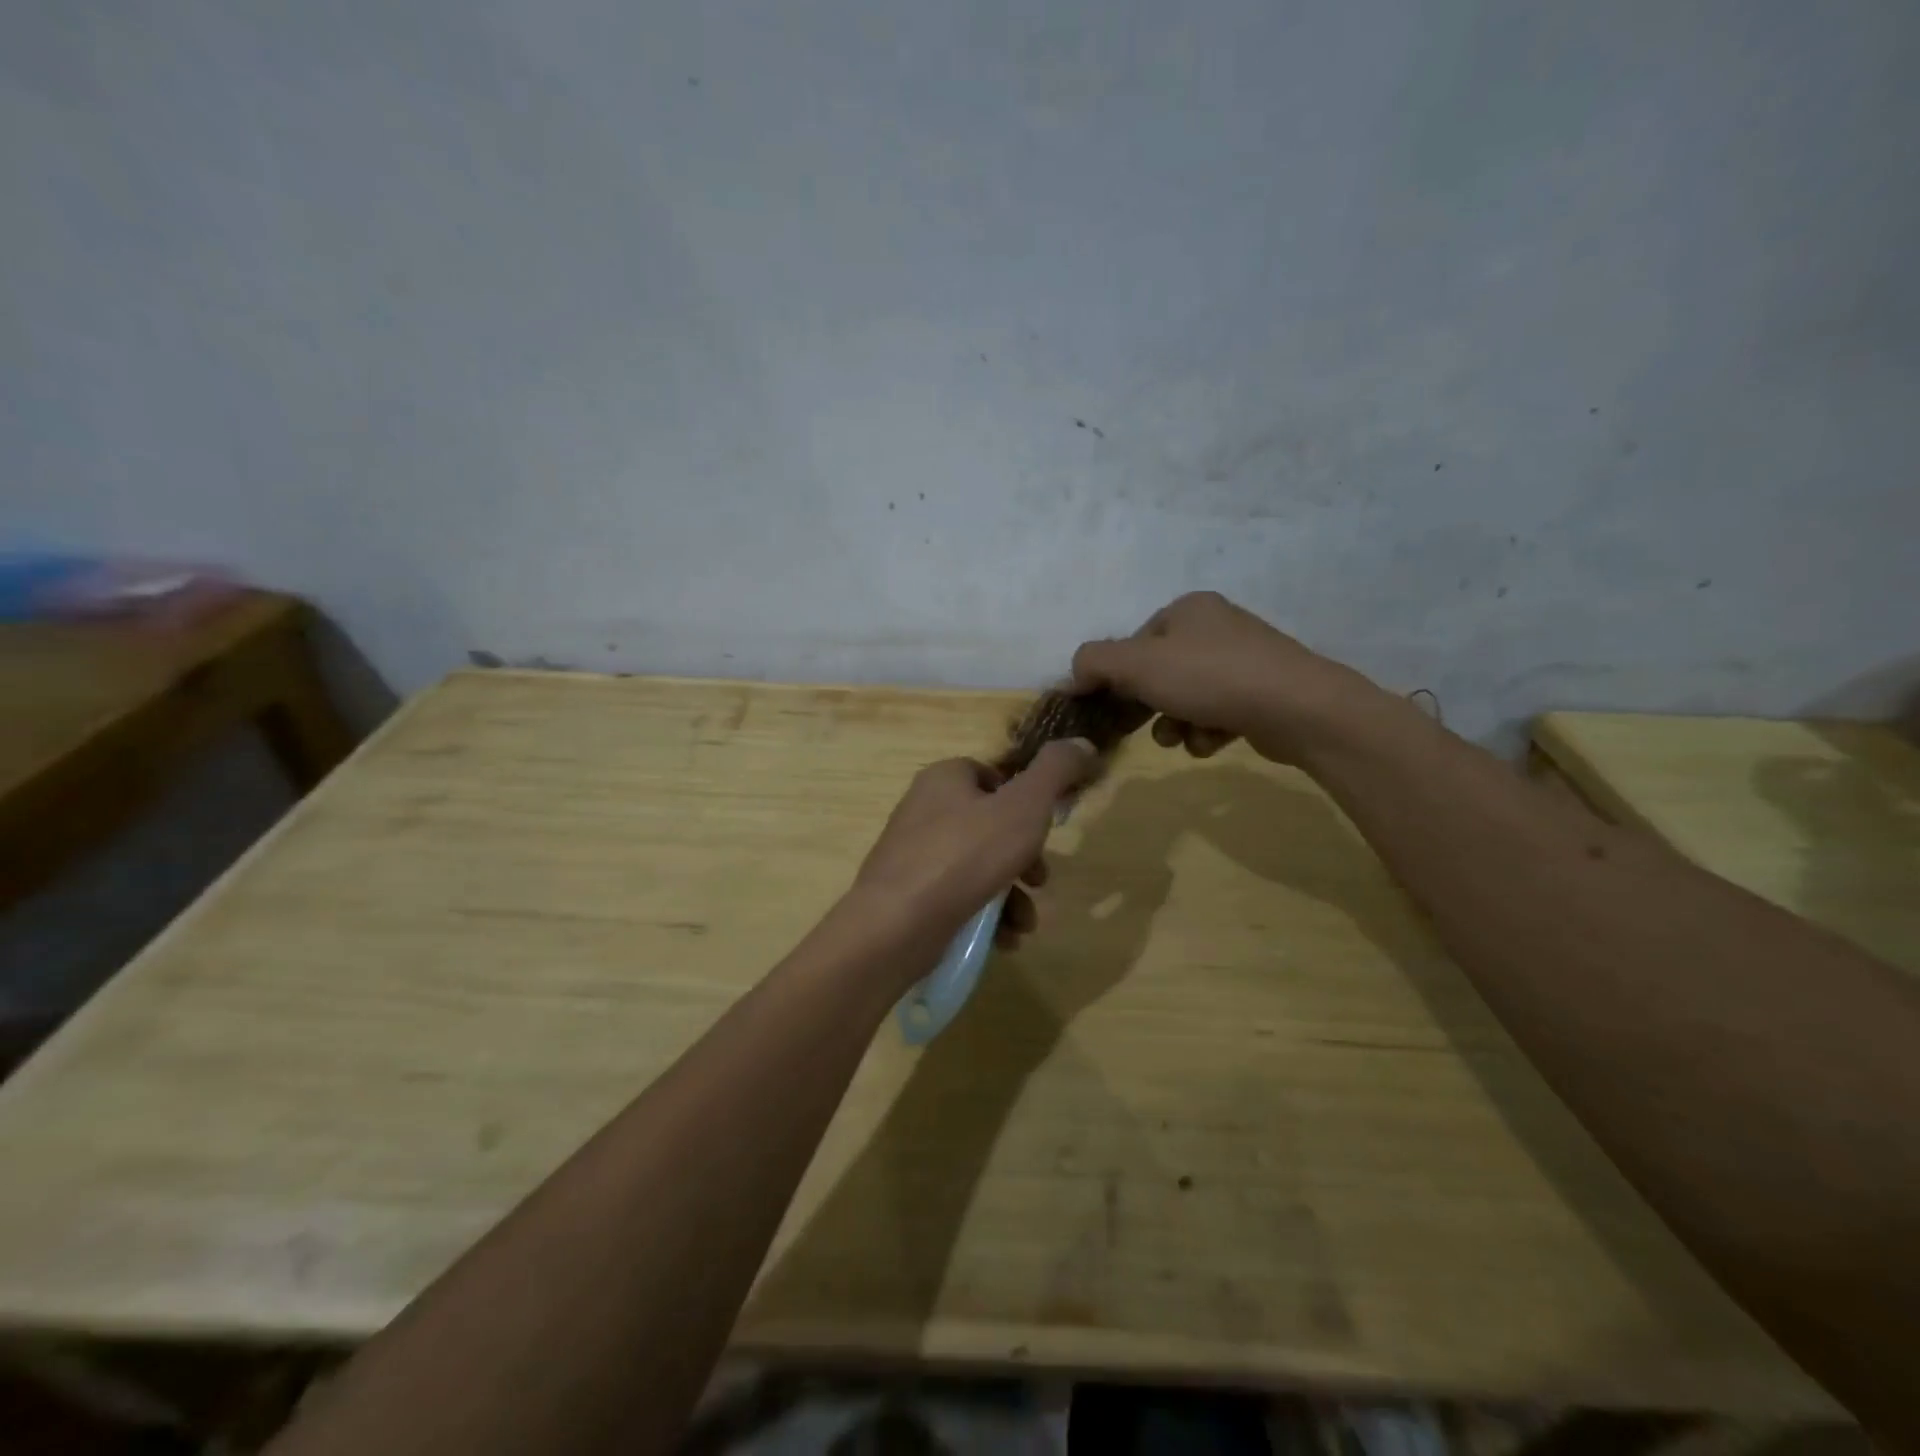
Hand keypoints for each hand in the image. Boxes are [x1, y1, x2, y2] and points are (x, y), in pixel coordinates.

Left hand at [853, 741, 1096, 949]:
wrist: (895, 925)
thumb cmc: (964, 856)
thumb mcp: (1024, 807)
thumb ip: (1057, 771)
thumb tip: (1084, 743)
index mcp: (944, 778)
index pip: (993, 777)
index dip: (1026, 802)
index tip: (1046, 829)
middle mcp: (924, 810)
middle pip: (991, 827)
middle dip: (1025, 859)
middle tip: (1041, 881)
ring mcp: (913, 855)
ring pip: (979, 868)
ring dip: (1011, 895)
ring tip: (1024, 922)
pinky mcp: (909, 895)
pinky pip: (958, 897)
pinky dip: (985, 915)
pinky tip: (1003, 939)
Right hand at [1071, 591, 1382, 764]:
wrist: (1297, 708)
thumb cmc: (1209, 678)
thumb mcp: (1137, 664)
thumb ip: (1094, 662)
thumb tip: (1073, 674)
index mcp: (1188, 609)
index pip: (1134, 643)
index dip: (1117, 677)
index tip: (1112, 706)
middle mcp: (1216, 627)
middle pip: (1160, 672)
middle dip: (1149, 705)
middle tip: (1144, 728)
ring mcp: (1244, 660)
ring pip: (1187, 697)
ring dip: (1176, 723)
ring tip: (1183, 738)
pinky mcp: (1262, 693)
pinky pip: (1217, 712)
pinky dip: (1207, 730)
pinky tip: (1214, 741)